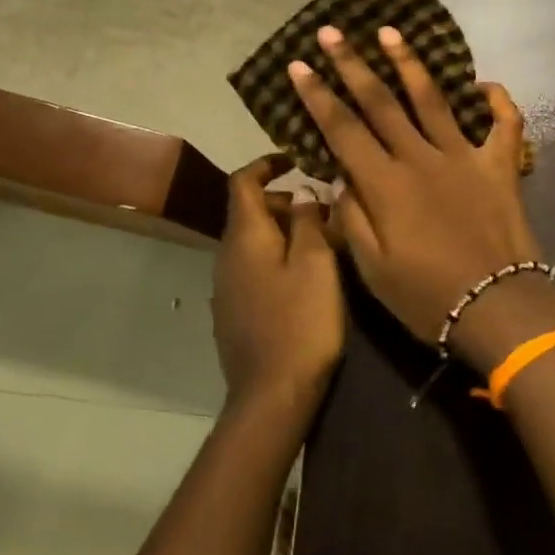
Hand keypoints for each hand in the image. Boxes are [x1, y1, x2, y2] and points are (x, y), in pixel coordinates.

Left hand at [211, 155, 344, 416]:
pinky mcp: (234, 313)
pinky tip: (307, 282)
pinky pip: (255, 269)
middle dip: (288, 204)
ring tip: (326, 247)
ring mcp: (227, 287)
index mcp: (244, 236)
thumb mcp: (316, 264)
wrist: (272, 394)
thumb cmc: (300, 321)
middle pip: (251, 212)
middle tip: (327, 215)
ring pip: (256, 243)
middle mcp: (227, 255)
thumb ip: (309, 221)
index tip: (296, 160)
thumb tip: (302, 193)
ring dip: (287, 234)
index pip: (242, 181)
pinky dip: (279, 260)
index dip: (266, 164)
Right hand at [286, 26, 554, 374]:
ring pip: (433, 100)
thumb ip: (352, 217)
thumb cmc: (426, 296)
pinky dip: (497, 101)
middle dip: (353, 64)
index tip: (299, 65)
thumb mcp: (372, 268)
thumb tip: (341, 177)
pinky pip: (505, 124)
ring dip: (410, 63)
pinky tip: (483, 84)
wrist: (497, 307)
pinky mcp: (501, 166)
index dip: (318, 96)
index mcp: (385, 184)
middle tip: (333, 31)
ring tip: (390, 32)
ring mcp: (464, 157)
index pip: (342, 129)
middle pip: (381, 102)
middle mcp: (421, 158)